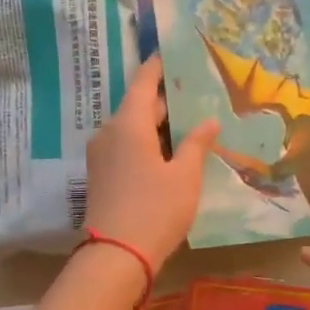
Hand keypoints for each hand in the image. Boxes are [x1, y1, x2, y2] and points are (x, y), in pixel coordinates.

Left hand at [84, 55, 218, 271]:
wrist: (116, 256)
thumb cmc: (155, 210)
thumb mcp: (184, 176)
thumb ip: (196, 144)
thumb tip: (208, 122)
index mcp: (128, 124)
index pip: (144, 82)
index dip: (158, 66)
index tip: (172, 52)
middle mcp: (109, 132)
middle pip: (138, 105)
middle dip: (166, 100)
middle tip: (195, 93)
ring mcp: (101, 155)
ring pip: (132, 128)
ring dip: (157, 124)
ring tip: (189, 123)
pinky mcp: (101, 175)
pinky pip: (125, 146)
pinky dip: (146, 142)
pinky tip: (169, 152)